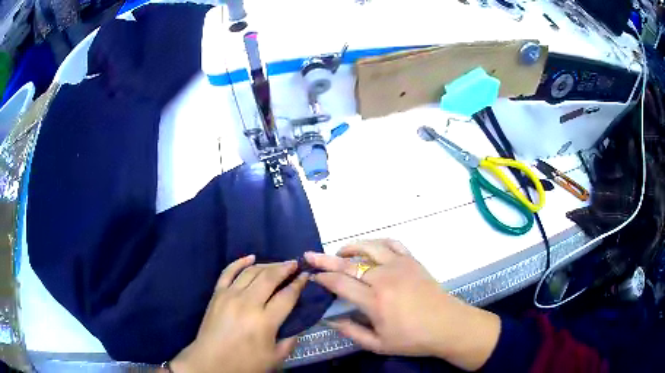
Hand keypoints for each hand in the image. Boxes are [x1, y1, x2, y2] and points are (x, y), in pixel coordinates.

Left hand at [170, 255, 307, 372]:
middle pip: (270, 277)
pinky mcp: (217, 294)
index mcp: (265, 321)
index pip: (287, 295)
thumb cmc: (245, 363)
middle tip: (295, 264)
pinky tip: (250, 257)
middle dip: (285, 268)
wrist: (211, 362)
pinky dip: (239, 262)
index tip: (307, 275)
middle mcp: (248, 303)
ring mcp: (230, 295)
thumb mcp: (275, 358)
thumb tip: (297, 325)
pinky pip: (228, 272)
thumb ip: (290, 341)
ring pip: (251, 272)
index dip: (299, 284)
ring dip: (267, 264)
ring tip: (279, 264)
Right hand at [305, 240, 500, 371]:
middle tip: (310, 255)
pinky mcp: (413, 261)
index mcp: (375, 301)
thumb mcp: (378, 344)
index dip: (323, 279)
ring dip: (351, 248)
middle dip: (326, 260)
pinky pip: (393, 244)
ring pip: (369, 248)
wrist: (448, 325)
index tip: (312, 277)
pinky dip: (378, 243)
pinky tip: (371, 249)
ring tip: (340, 252)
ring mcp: (400, 265)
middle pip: (349, 264)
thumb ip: (351, 332)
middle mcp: (385, 278)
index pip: (340, 283)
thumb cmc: (413, 338)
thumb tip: (329, 319)